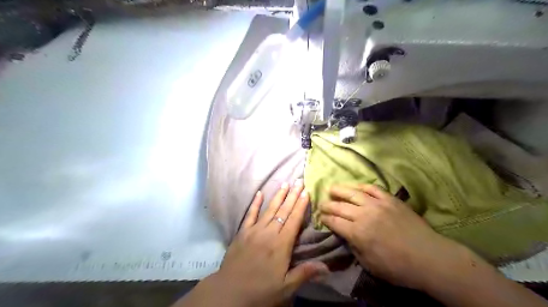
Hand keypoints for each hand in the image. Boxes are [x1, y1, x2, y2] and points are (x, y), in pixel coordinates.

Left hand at [207, 180, 323, 306]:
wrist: (230, 291)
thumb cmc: (261, 290)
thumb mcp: (285, 286)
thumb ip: (305, 273)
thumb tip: (327, 267)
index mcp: (281, 244)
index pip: (293, 220)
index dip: (301, 205)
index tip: (306, 192)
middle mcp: (269, 233)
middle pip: (283, 211)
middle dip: (292, 195)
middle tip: (299, 181)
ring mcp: (254, 230)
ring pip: (269, 209)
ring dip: (278, 196)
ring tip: (285, 183)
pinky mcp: (242, 232)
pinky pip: (250, 214)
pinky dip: (255, 203)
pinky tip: (259, 193)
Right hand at [320, 183, 462, 290]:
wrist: (429, 258)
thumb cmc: (398, 267)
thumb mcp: (369, 264)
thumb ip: (353, 247)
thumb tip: (345, 235)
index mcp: (357, 233)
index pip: (334, 221)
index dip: (325, 218)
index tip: (320, 217)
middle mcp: (364, 215)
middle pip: (340, 206)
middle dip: (327, 204)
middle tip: (321, 203)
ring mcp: (377, 205)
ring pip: (353, 193)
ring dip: (339, 190)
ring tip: (331, 188)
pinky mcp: (390, 200)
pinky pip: (373, 189)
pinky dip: (362, 186)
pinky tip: (355, 186)